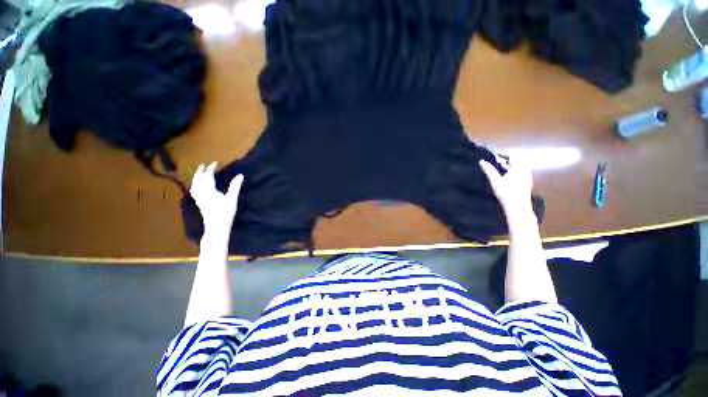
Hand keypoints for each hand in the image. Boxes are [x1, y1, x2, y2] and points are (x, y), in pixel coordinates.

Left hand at [190, 162, 243, 233]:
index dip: (211, 169)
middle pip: (197, 180)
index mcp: (208, 190)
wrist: (216, 227)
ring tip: (199, 175)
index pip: (208, 176)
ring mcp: (199, 199)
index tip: (215, 163)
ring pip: (194, 186)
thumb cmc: (225, 212)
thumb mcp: (232, 199)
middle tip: (203, 166)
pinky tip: (199, 188)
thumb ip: (235, 186)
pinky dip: (195, 186)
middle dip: (200, 172)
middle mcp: (201, 193)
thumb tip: (240, 175)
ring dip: (196, 179)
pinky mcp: (200, 204)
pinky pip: (194, 192)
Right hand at [479, 155, 532, 214]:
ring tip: (500, 174)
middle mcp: (525, 171)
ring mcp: (528, 177)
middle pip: (517, 161)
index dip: (503, 156)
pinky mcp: (528, 183)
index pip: (512, 156)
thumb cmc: (506, 193)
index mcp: (518, 168)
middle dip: (506, 162)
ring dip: (510, 168)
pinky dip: (514, 173)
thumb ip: (489, 171)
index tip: (494, 159)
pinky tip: (507, 181)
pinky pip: (521, 173)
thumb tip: (482, 161)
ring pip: (519, 167)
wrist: (518, 208)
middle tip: (496, 166)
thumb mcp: (495, 181)